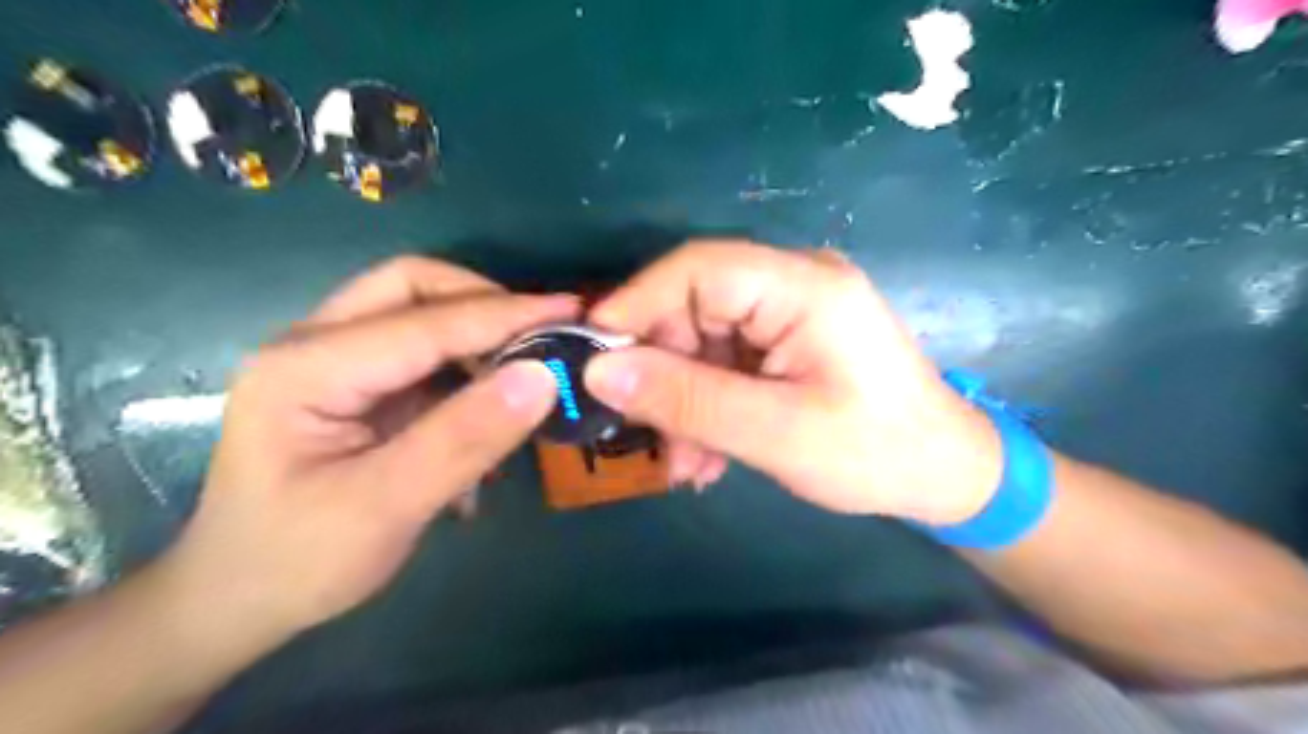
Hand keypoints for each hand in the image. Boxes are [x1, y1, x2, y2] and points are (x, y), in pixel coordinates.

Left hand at [159, 258, 575, 640]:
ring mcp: (334, 360)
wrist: (236, 600)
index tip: (572, 315)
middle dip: (484, 303)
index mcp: (307, 367)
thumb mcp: (387, 507)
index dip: (505, 315)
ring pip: (419, 310)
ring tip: (526, 369)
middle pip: (413, 287)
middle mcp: (315, 344)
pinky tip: (491, 401)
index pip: (426, 321)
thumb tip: (543, 377)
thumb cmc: (298, 561)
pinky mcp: (357, 382)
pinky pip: (422, 349)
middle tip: (543, 335)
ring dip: (478, 331)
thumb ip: (465, 438)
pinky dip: (466, 362)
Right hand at [588, 244, 1004, 525]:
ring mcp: (790, 311)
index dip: (636, 305)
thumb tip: (600, 371)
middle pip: (694, 305)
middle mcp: (794, 283)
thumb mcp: (776, 434)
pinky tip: (706, 455)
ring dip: (683, 400)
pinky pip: (725, 361)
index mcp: (804, 286)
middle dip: (663, 372)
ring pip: (702, 340)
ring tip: (684, 464)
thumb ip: (688, 399)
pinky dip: (707, 405)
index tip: (593, 359)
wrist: (945, 475)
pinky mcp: (786, 340)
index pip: (697, 268)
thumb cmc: (876, 453)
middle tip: (644, 433)